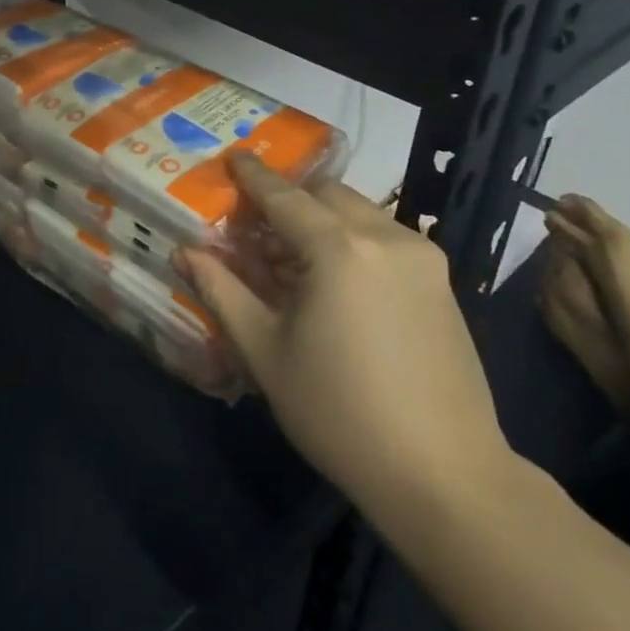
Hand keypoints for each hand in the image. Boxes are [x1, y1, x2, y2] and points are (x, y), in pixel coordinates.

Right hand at [181, 154, 511, 519]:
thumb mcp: (265, 351)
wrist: (445, 474)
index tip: (232, 156)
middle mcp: (386, 238)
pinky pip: (384, 239)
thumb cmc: (339, 411)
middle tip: (253, 227)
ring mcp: (423, 259)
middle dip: (287, 199)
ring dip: (319, 221)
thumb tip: (184, 253)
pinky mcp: (441, 283)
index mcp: (339, 249)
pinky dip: (349, 241)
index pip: (284, 195)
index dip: (253, 175)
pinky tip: (330, 283)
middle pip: (325, 195)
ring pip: (358, 214)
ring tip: (287, 262)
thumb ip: (222, 290)